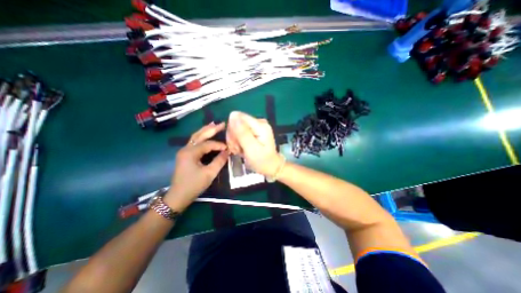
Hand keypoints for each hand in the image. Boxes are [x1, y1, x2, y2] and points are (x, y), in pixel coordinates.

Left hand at [165, 121, 228, 210]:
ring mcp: (184, 151)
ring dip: (205, 130)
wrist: (178, 196)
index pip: (208, 144)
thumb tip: (228, 152)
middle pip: (199, 134)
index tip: (229, 148)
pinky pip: (195, 142)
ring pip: (196, 137)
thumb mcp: (209, 174)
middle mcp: (186, 148)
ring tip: (215, 125)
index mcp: (190, 152)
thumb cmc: (193, 185)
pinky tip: (207, 135)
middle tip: (222, 123)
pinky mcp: (185, 155)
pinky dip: (202, 137)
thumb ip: (219, 161)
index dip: (219, 145)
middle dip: (211, 128)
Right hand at [224, 111, 280, 175]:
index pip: (238, 118)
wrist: (270, 167)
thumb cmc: (262, 161)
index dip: (233, 130)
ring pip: (236, 129)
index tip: (235, 143)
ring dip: (235, 141)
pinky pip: (240, 133)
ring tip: (240, 151)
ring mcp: (256, 126)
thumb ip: (242, 132)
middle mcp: (258, 122)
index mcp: (260, 125)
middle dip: (234, 137)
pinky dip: (238, 142)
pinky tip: (241, 149)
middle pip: (236, 123)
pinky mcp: (253, 131)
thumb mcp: (251, 148)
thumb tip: (232, 115)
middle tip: (238, 149)